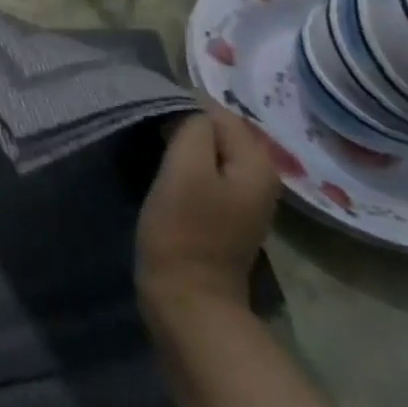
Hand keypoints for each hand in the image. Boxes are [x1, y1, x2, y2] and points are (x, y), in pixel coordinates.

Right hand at [136, 105, 281, 323]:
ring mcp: (245, 200)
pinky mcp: (225, 216)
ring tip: (150, 146)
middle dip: (183, 125)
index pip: (219, 112)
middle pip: (217, 131)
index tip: (148, 113)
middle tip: (146, 128)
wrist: (188, 301)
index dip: (182, 106)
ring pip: (210, 153)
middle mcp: (261, 177)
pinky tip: (163, 174)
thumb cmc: (184, 231)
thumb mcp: (185, 169)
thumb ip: (193, 128)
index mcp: (258, 163)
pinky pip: (206, 175)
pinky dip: (185, 168)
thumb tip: (188, 110)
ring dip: (182, 146)